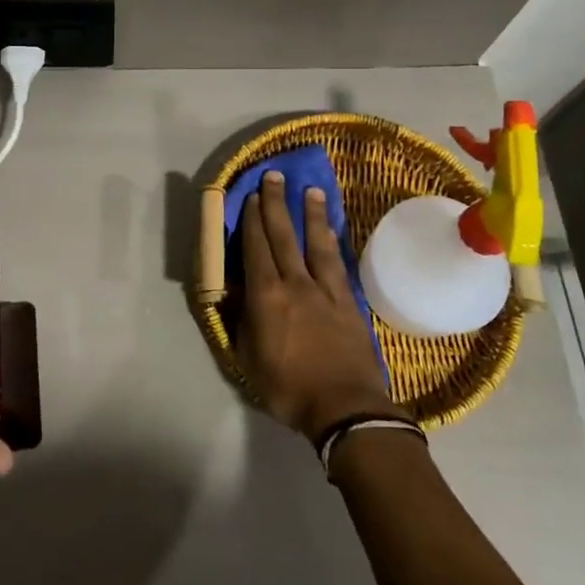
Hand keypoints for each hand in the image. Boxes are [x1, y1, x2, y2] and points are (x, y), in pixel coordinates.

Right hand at [235, 172, 402, 443]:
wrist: (345, 407)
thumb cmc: (288, 388)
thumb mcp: (248, 360)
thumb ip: (242, 322)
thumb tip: (236, 294)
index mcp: (266, 297)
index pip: (256, 248)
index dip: (252, 220)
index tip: (250, 196)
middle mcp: (295, 283)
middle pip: (283, 236)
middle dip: (276, 204)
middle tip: (274, 176)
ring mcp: (325, 290)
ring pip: (315, 243)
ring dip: (310, 214)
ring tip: (310, 190)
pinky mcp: (348, 301)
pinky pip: (337, 263)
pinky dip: (332, 242)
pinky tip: (332, 230)